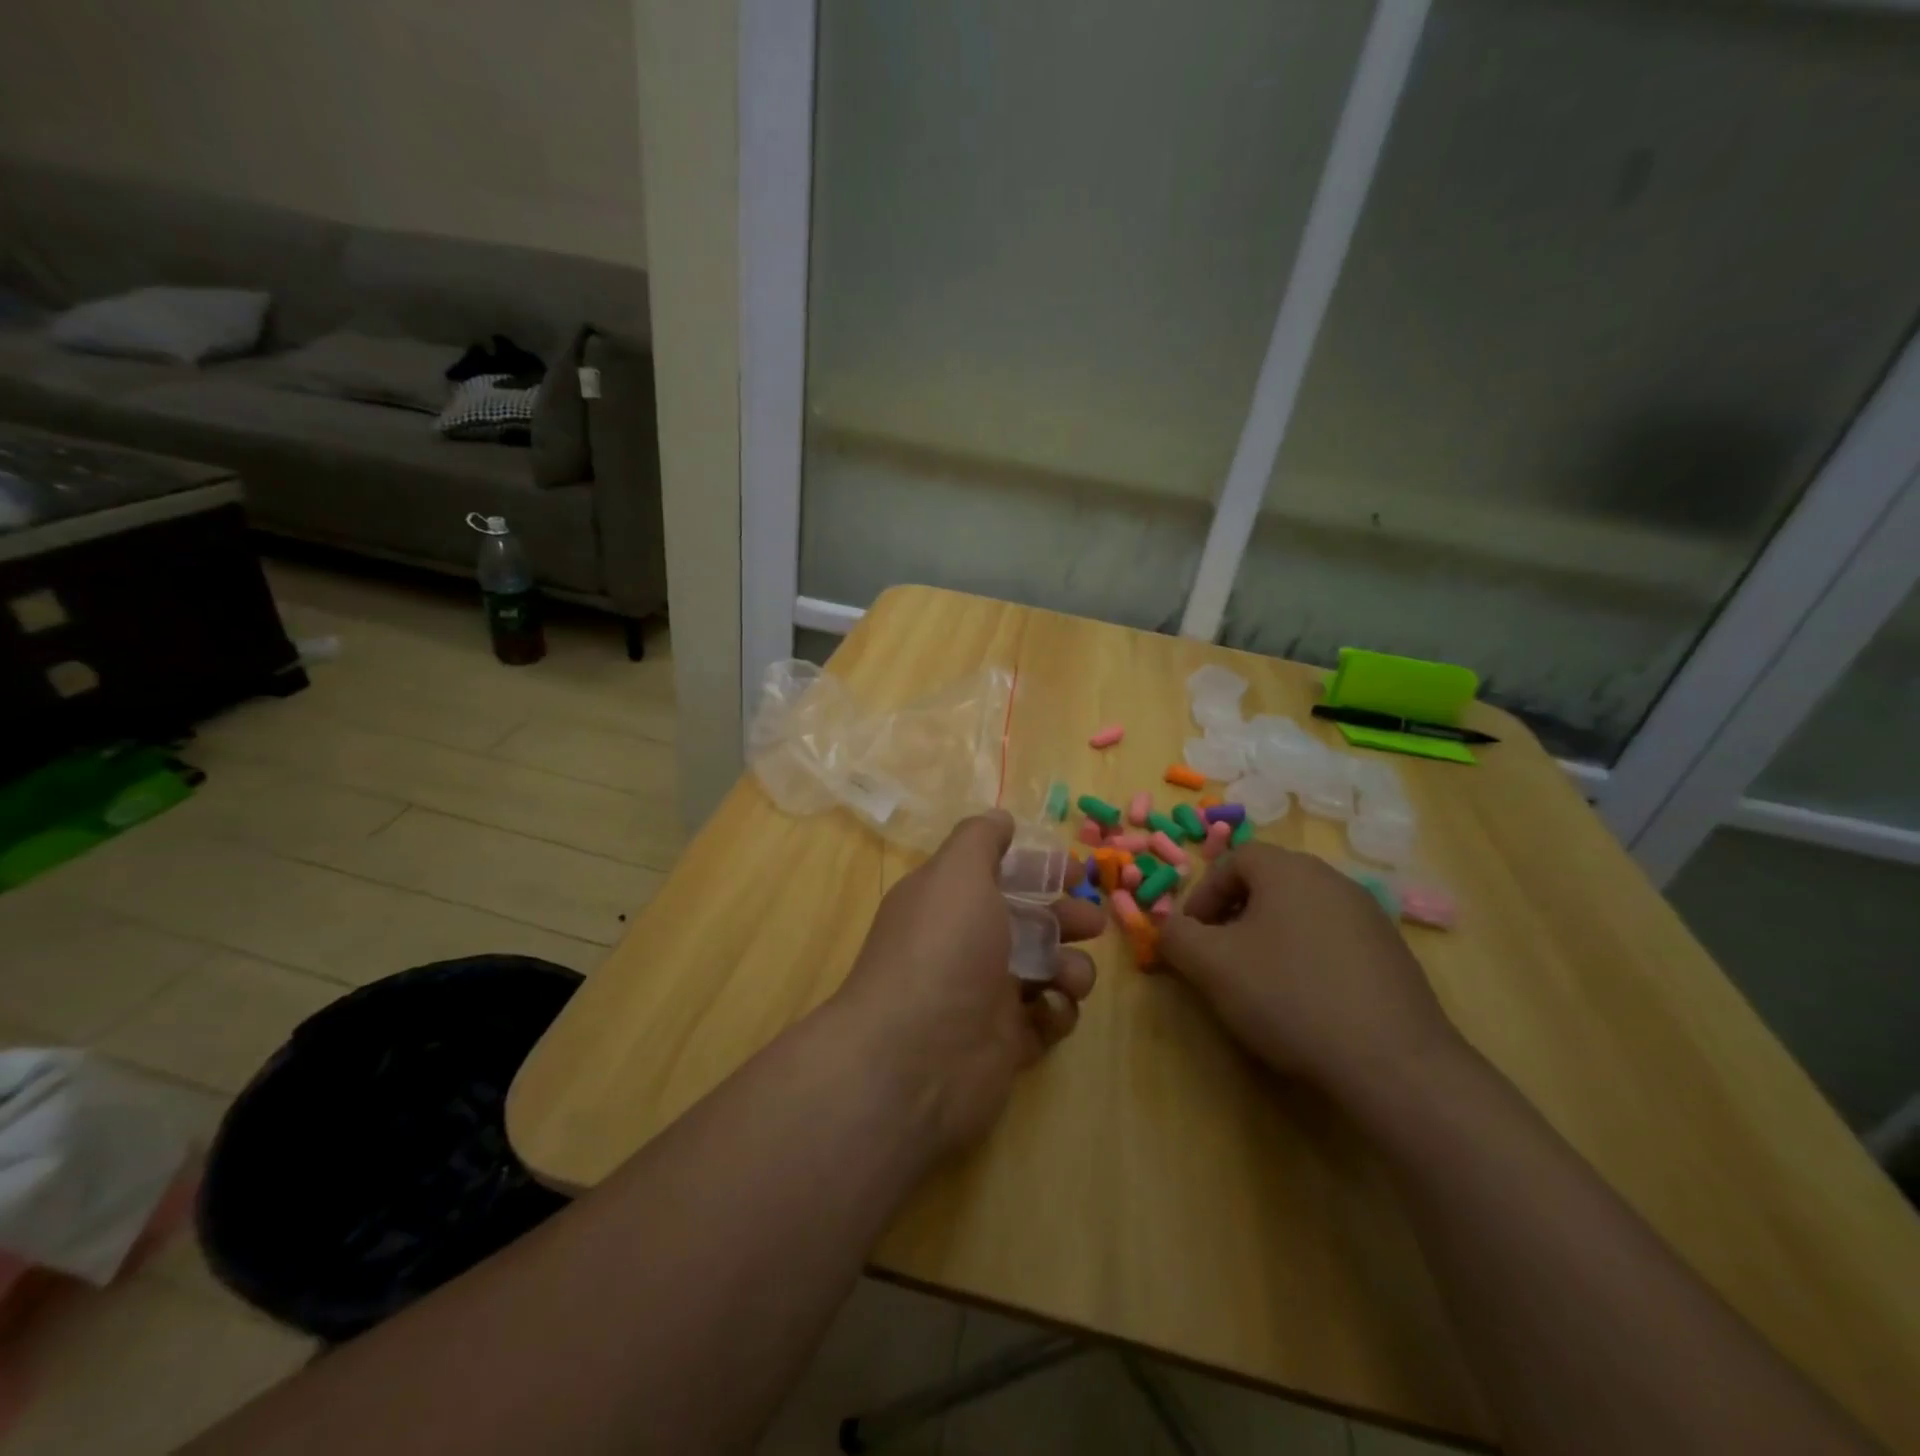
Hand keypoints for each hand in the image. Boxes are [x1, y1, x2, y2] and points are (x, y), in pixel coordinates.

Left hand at [832, 811, 1102, 1154]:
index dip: (1038, 869)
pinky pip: (1046, 1018)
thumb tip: (999, 817)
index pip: (1000, 875)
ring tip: (1068, 976)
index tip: (1074, 870)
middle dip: (1066, 917)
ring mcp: (986, 996)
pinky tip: (1049, 1012)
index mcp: (950, 902)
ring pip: (1046, 969)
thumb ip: (980, 840)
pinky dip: (1056, 1011)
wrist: (915, 1059)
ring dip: (1070, 966)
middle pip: (1029, 921)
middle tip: (1091, 922)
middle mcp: (966, 945)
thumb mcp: (957, 874)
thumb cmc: (942, 950)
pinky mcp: (1006, 1044)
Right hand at [1158, 845, 1463, 1100]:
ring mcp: (1370, 916)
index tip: (1193, 935)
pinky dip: (1308, 958)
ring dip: (1270, 937)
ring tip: (1260, 982)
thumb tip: (1167, 927)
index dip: (1204, 894)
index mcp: (1289, 870)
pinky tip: (1306, 1002)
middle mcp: (1332, 880)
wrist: (1393, 1062)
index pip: (1234, 859)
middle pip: (1269, 883)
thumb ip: (1176, 936)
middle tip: (1220, 956)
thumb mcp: (1211, 965)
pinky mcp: (1393, 955)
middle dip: (1234, 915)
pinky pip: (1333, 941)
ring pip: (1301, 912)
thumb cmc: (1288, 996)